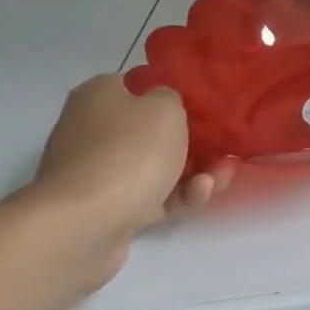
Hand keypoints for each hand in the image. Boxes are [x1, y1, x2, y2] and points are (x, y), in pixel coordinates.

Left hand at [28, 76, 231, 257]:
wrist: (84, 223)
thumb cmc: (129, 152)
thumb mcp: (165, 107)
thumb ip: (172, 97)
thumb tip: (163, 105)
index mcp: (99, 96)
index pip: (141, 86)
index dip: (176, 97)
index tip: (207, 111)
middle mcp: (92, 129)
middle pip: (154, 131)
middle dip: (196, 144)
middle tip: (225, 152)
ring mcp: (97, 171)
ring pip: (157, 166)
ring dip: (194, 172)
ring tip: (220, 180)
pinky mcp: (105, 208)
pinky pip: (150, 195)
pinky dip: (176, 195)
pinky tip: (197, 196)